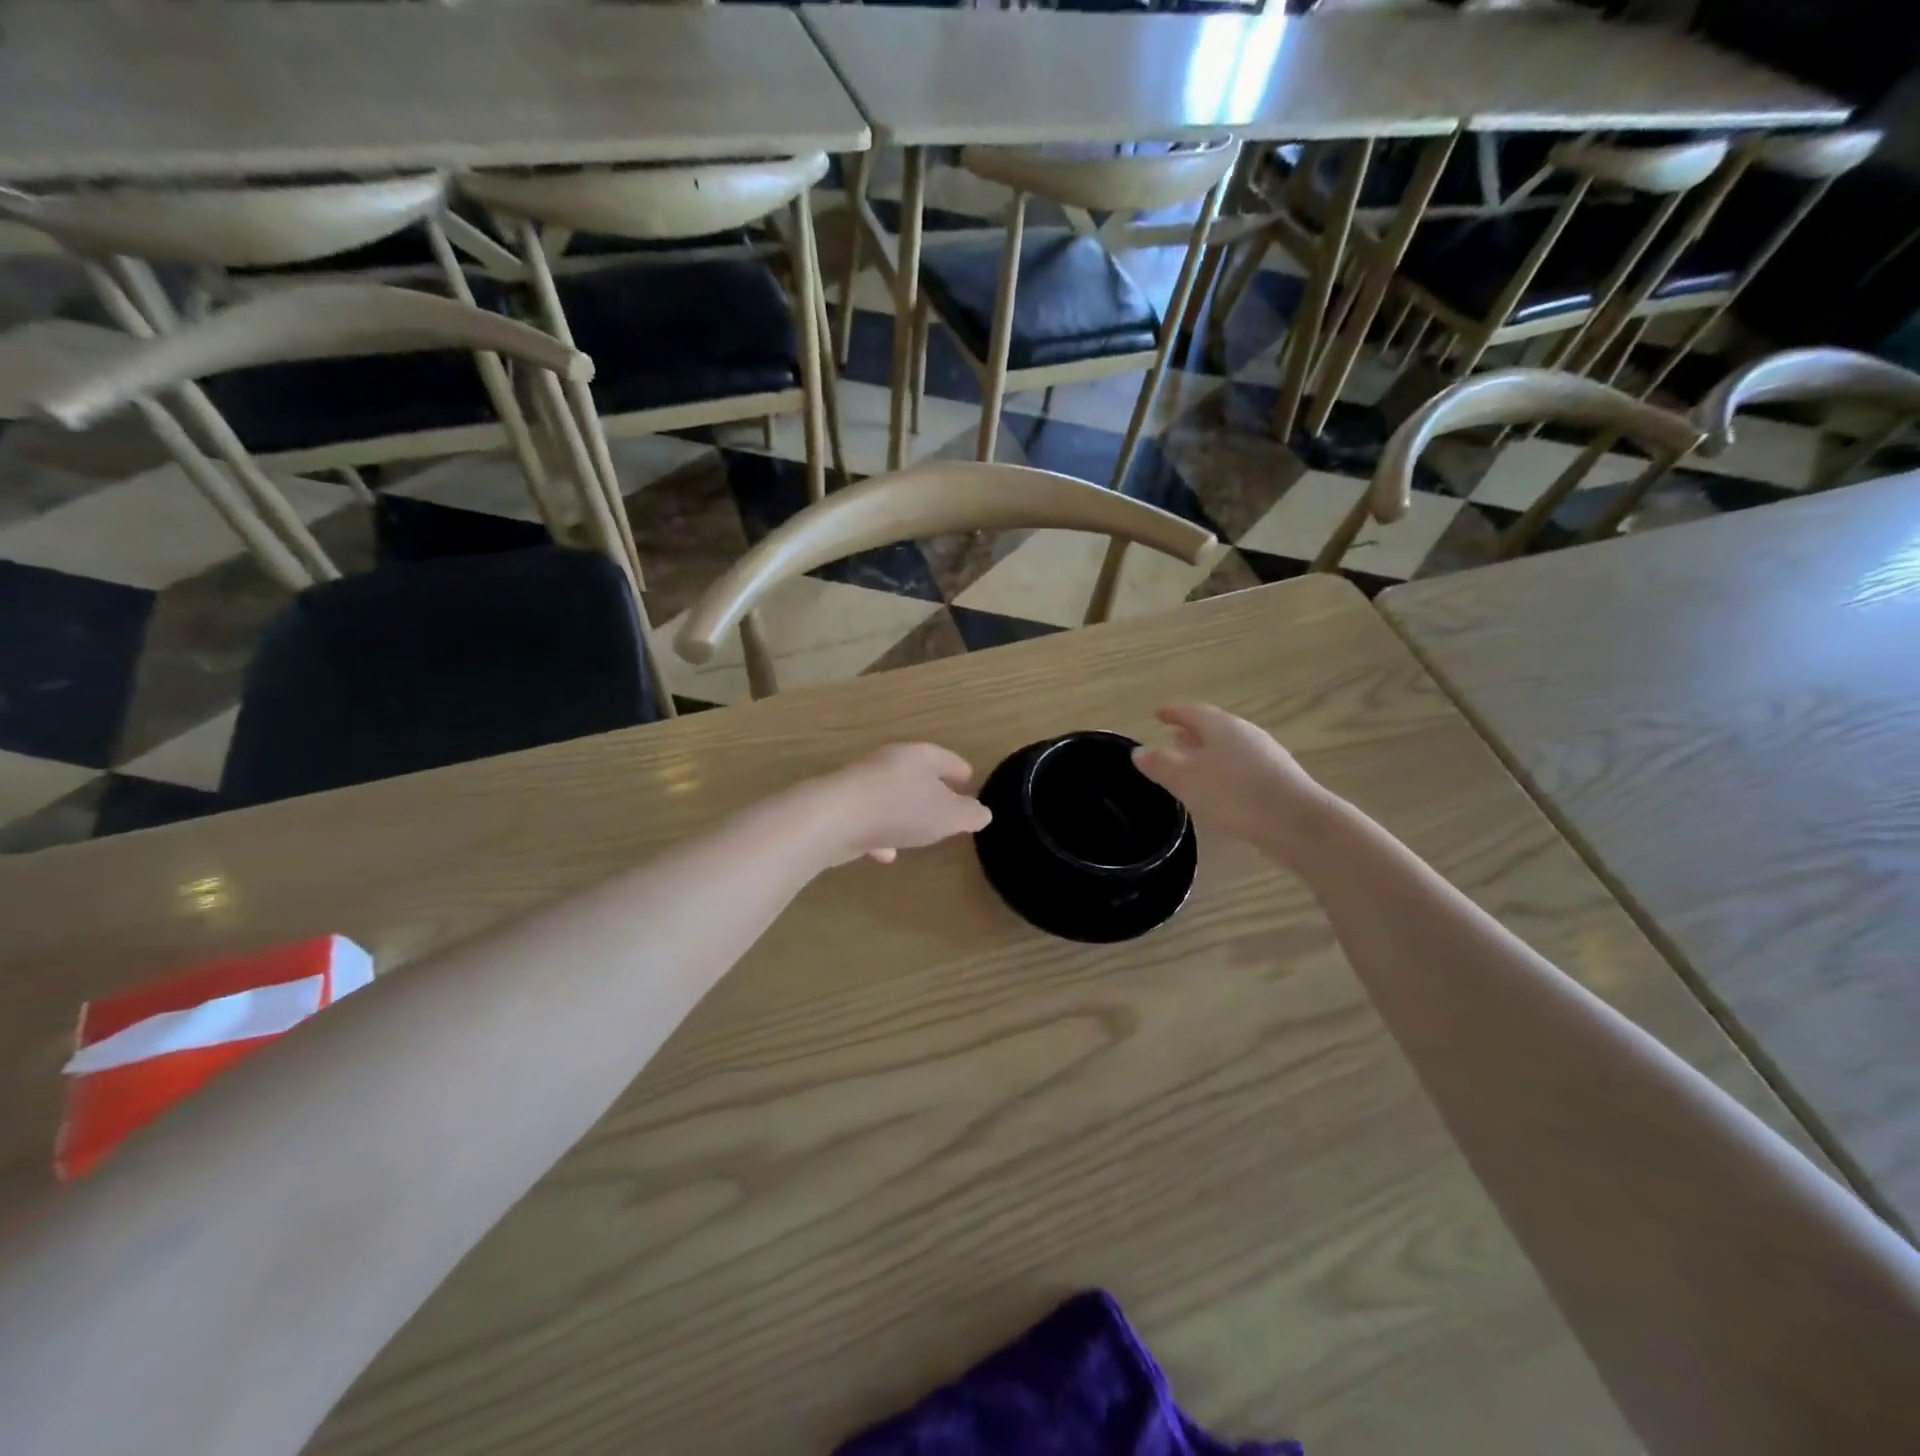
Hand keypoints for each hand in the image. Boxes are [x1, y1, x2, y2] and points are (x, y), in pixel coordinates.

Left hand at [812, 743, 991, 866]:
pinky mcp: (842, 807)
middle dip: (931, 789)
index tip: (969, 779)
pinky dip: (881, 833)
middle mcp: (889, 763)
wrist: (834, 819)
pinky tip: (886, 854)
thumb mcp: (948, 816)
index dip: (959, 770)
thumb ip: (969, 814)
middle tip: (947, 805)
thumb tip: (983, 812)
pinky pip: (870, 819)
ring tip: (919, 831)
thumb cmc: (900, 809)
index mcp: (918, 756)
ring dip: (904, 813)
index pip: (945, 758)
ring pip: (891, 796)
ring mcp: (862, 784)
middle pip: (916, 773)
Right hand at [1132, 704, 1331, 854]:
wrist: (1295, 822)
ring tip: (1193, 763)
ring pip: (1229, 747)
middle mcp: (1244, 733)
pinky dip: (1225, 770)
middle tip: (1173, 737)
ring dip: (1209, 752)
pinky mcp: (1278, 778)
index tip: (1157, 713)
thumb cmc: (1233, 795)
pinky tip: (1220, 788)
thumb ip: (1160, 764)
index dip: (1173, 712)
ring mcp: (1266, 754)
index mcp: (1220, 726)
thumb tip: (1139, 751)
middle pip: (1213, 727)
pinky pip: (1242, 766)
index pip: (1191, 712)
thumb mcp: (1185, 780)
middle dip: (1192, 732)